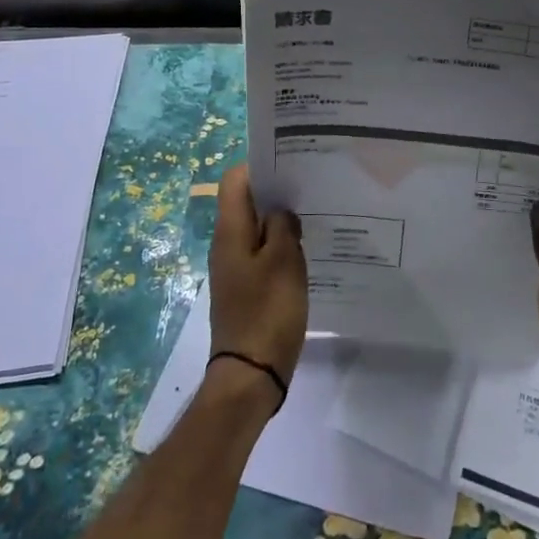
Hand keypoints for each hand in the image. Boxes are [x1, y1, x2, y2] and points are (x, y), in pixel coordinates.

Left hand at [207, 164, 307, 402]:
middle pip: (246, 202)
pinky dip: (279, 245)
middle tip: (310, 187)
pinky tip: (306, 250)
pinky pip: (260, 253)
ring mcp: (234, 268)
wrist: (251, 374)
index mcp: (230, 231)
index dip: (259, 166)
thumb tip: (280, 211)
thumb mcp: (283, 261)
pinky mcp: (245, 287)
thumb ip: (282, 226)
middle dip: (275, 192)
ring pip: (255, 228)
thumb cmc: (267, 312)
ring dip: (279, 220)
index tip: (290, 165)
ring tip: (313, 215)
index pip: (235, 180)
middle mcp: (226, 244)